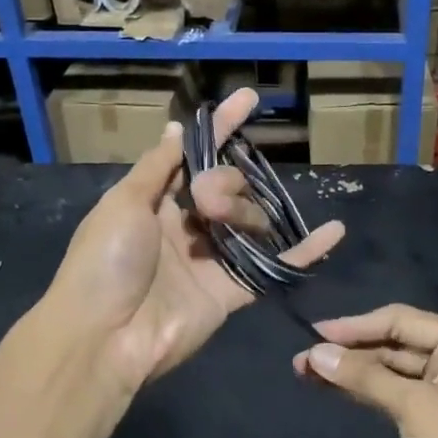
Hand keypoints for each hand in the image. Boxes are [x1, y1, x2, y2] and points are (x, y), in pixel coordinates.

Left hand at [49, 89, 344, 392]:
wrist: (104, 337)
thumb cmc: (104, 263)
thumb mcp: (123, 203)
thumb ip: (158, 167)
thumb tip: (177, 129)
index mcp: (157, 200)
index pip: (196, 155)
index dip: (221, 127)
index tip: (248, 100)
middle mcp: (188, 225)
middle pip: (228, 185)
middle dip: (227, 182)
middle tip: (207, 201)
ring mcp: (212, 258)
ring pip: (250, 219)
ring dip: (247, 213)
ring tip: (226, 225)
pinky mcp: (232, 291)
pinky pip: (273, 265)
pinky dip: (304, 251)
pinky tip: (333, 232)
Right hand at [293, 305, 437, 437]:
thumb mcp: (414, 406)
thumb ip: (364, 376)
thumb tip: (315, 354)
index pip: (399, 320)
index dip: (355, 326)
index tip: (315, 332)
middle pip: (392, 344)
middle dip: (348, 352)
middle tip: (302, 359)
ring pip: (388, 371)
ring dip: (351, 372)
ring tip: (305, 372)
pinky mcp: (430, 418)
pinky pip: (391, 394)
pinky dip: (363, 391)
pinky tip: (331, 389)